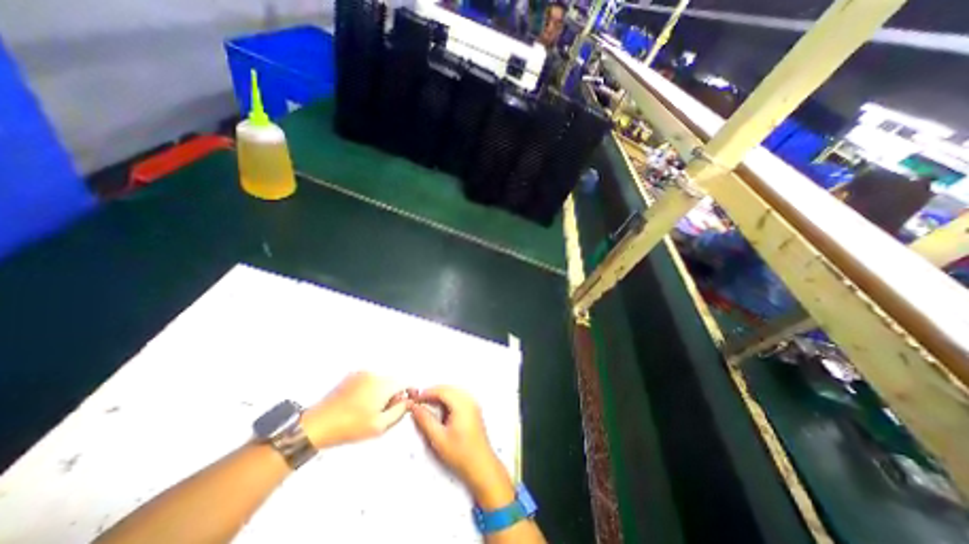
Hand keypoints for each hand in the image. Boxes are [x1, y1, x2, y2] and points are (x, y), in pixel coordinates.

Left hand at [301, 372, 406, 448]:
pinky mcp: (352, 376)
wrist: (318, 424)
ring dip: (382, 391)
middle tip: (386, 411)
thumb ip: (399, 411)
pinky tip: (361, 403)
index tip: (407, 402)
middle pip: (394, 380)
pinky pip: (370, 379)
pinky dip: (371, 388)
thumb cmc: (350, 426)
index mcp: (384, 384)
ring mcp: (362, 373)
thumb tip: (408, 402)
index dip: (409, 392)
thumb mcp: (379, 426)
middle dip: (394, 393)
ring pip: (382, 380)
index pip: (406, 382)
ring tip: (371, 409)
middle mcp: (375, 374)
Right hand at [407, 385, 513, 507]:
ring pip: (453, 392)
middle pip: (448, 389)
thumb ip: (425, 420)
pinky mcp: (473, 409)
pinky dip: (447, 399)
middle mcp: (469, 400)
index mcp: (462, 405)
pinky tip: (440, 409)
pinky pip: (458, 397)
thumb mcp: (439, 438)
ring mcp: (473, 404)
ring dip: (440, 395)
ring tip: (427, 404)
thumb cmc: (461, 454)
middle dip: (433, 392)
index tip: (415, 397)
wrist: (481, 466)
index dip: (427, 392)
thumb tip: (415, 408)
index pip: (442, 391)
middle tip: (419, 400)